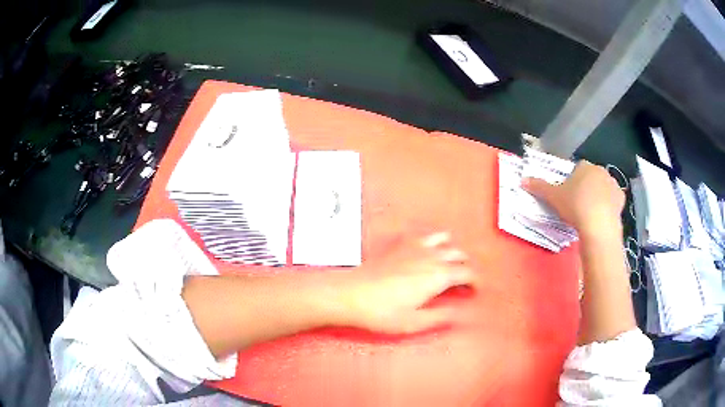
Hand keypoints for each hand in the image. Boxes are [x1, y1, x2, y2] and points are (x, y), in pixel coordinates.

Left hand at [335, 232, 472, 333]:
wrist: (351, 294)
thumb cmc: (383, 313)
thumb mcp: (415, 322)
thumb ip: (441, 316)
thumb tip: (462, 313)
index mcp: (439, 276)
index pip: (468, 273)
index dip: (475, 282)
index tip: (474, 291)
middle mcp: (432, 256)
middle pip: (459, 255)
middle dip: (466, 267)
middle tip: (462, 283)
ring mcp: (416, 246)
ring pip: (445, 240)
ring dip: (451, 250)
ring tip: (448, 264)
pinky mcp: (401, 243)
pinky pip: (424, 235)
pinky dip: (433, 241)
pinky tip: (427, 252)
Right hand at [522, 160, 624, 237]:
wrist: (598, 224)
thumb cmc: (575, 205)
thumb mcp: (553, 197)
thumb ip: (539, 187)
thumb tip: (522, 180)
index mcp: (584, 166)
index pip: (577, 169)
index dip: (572, 181)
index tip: (568, 195)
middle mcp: (600, 171)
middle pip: (591, 177)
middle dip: (586, 188)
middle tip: (577, 205)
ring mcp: (613, 184)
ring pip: (603, 188)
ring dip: (598, 196)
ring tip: (589, 213)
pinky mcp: (621, 199)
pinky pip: (613, 200)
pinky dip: (608, 206)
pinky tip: (602, 216)